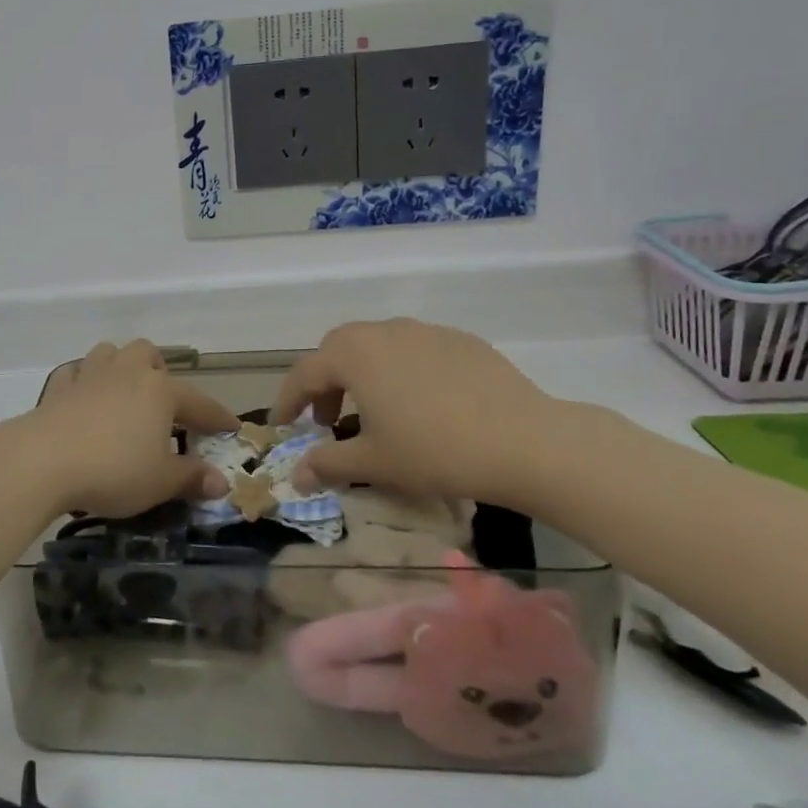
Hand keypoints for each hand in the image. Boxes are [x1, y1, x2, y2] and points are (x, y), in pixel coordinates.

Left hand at [0, 340, 238, 517]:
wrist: (43, 460)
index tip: (231, 427)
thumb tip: (221, 482)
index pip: (199, 402)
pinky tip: (83, 399)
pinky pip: (75, 373)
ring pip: (109, 353)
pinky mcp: (58, 388)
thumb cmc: (113, 470)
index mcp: (159, 391)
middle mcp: (127, 372)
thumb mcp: (160, 482)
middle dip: (159, 373)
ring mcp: (89, 375)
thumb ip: (191, 478)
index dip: (217, 417)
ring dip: (120, 366)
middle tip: (163, 405)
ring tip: (123, 394)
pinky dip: (83, 381)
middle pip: (148, 354)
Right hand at [270, 319, 565, 509]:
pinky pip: (414, 350)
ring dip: (362, 374)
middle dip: (324, 383)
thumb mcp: (374, 463)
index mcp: (353, 354)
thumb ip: (327, 464)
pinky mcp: (461, 341)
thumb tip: (295, 477)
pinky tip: (421, 404)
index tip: (281, 425)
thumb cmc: (435, 451)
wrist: (526, 442)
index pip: (304, 373)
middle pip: (338, 350)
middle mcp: (383, 331)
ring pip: (377, 346)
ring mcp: (425, 331)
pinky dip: (401, 371)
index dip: (287, 401)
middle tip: (327, 420)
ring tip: (374, 411)